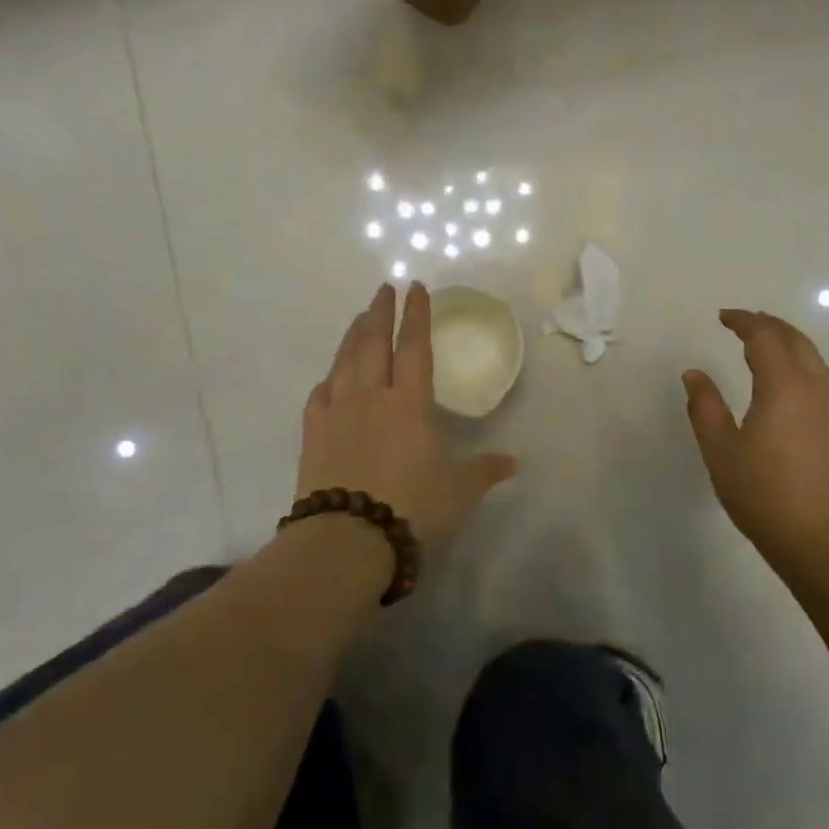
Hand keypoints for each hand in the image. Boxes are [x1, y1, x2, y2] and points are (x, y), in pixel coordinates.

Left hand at [298, 282, 517, 552]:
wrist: (347, 540)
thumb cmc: (412, 509)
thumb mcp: (459, 491)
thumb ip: (485, 470)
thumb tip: (514, 462)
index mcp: (409, 404)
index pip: (415, 348)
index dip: (417, 316)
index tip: (415, 288)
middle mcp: (371, 397)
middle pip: (374, 343)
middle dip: (380, 312)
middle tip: (383, 289)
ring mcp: (337, 413)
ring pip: (345, 362)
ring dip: (353, 336)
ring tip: (360, 319)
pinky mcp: (313, 434)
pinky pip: (320, 394)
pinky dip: (329, 378)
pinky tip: (331, 377)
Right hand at [683, 309, 828, 561]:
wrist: (824, 541)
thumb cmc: (764, 493)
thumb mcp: (721, 450)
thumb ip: (705, 407)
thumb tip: (694, 374)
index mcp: (783, 386)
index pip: (764, 337)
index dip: (743, 322)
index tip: (722, 316)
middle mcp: (814, 388)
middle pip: (795, 340)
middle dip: (768, 324)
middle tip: (743, 322)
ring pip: (813, 358)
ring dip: (787, 342)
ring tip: (764, 344)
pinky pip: (821, 377)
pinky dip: (800, 363)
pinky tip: (786, 381)